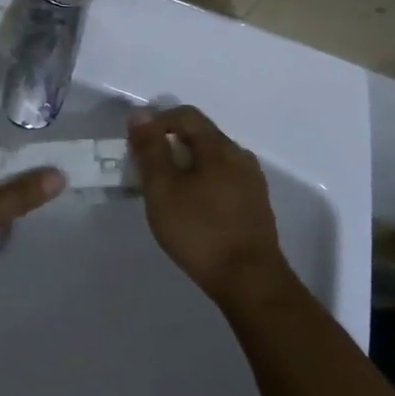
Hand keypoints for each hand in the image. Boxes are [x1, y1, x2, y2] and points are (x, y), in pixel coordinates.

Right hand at [128, 105, 292, 307]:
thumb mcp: (163, 189)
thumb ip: (151, 150)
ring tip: (168, 194)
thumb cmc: (200, 231)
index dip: (157, 122)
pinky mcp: (256, 206)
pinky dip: (203, 184)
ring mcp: (252, 182)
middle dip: (171, 147)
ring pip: (213, 161)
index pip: (186, 115)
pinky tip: (193, 211)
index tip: (138, 147)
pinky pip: (224, 181)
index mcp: (220, 147)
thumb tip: (140, 114)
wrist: (250, 281)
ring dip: (187, 168)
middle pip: (201, 137)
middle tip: (148, 173)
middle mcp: (241, 156)